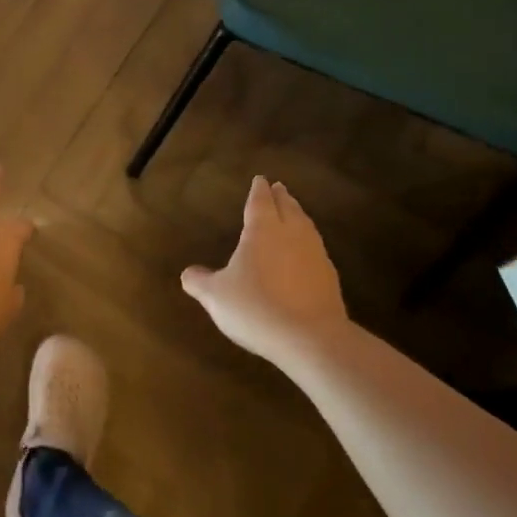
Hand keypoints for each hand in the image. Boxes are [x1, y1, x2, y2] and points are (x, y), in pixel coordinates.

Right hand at [182, 176, 348, 366]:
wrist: (309, 337)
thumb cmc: (255, 308)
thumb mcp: (215, 296)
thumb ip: (199, 281)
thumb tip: (188, 273)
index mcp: (262, 231)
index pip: (259, 202)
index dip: (258, 190)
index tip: (260, 179)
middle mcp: (291, 235)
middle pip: (287, 208)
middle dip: (281, 197)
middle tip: (278, 188)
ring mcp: (314, 254)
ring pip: (306, 225)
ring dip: (298, 214)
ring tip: (294, 212)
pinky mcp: (329, 276)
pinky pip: (316, 248)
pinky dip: (308, 241)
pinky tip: (305, 251)